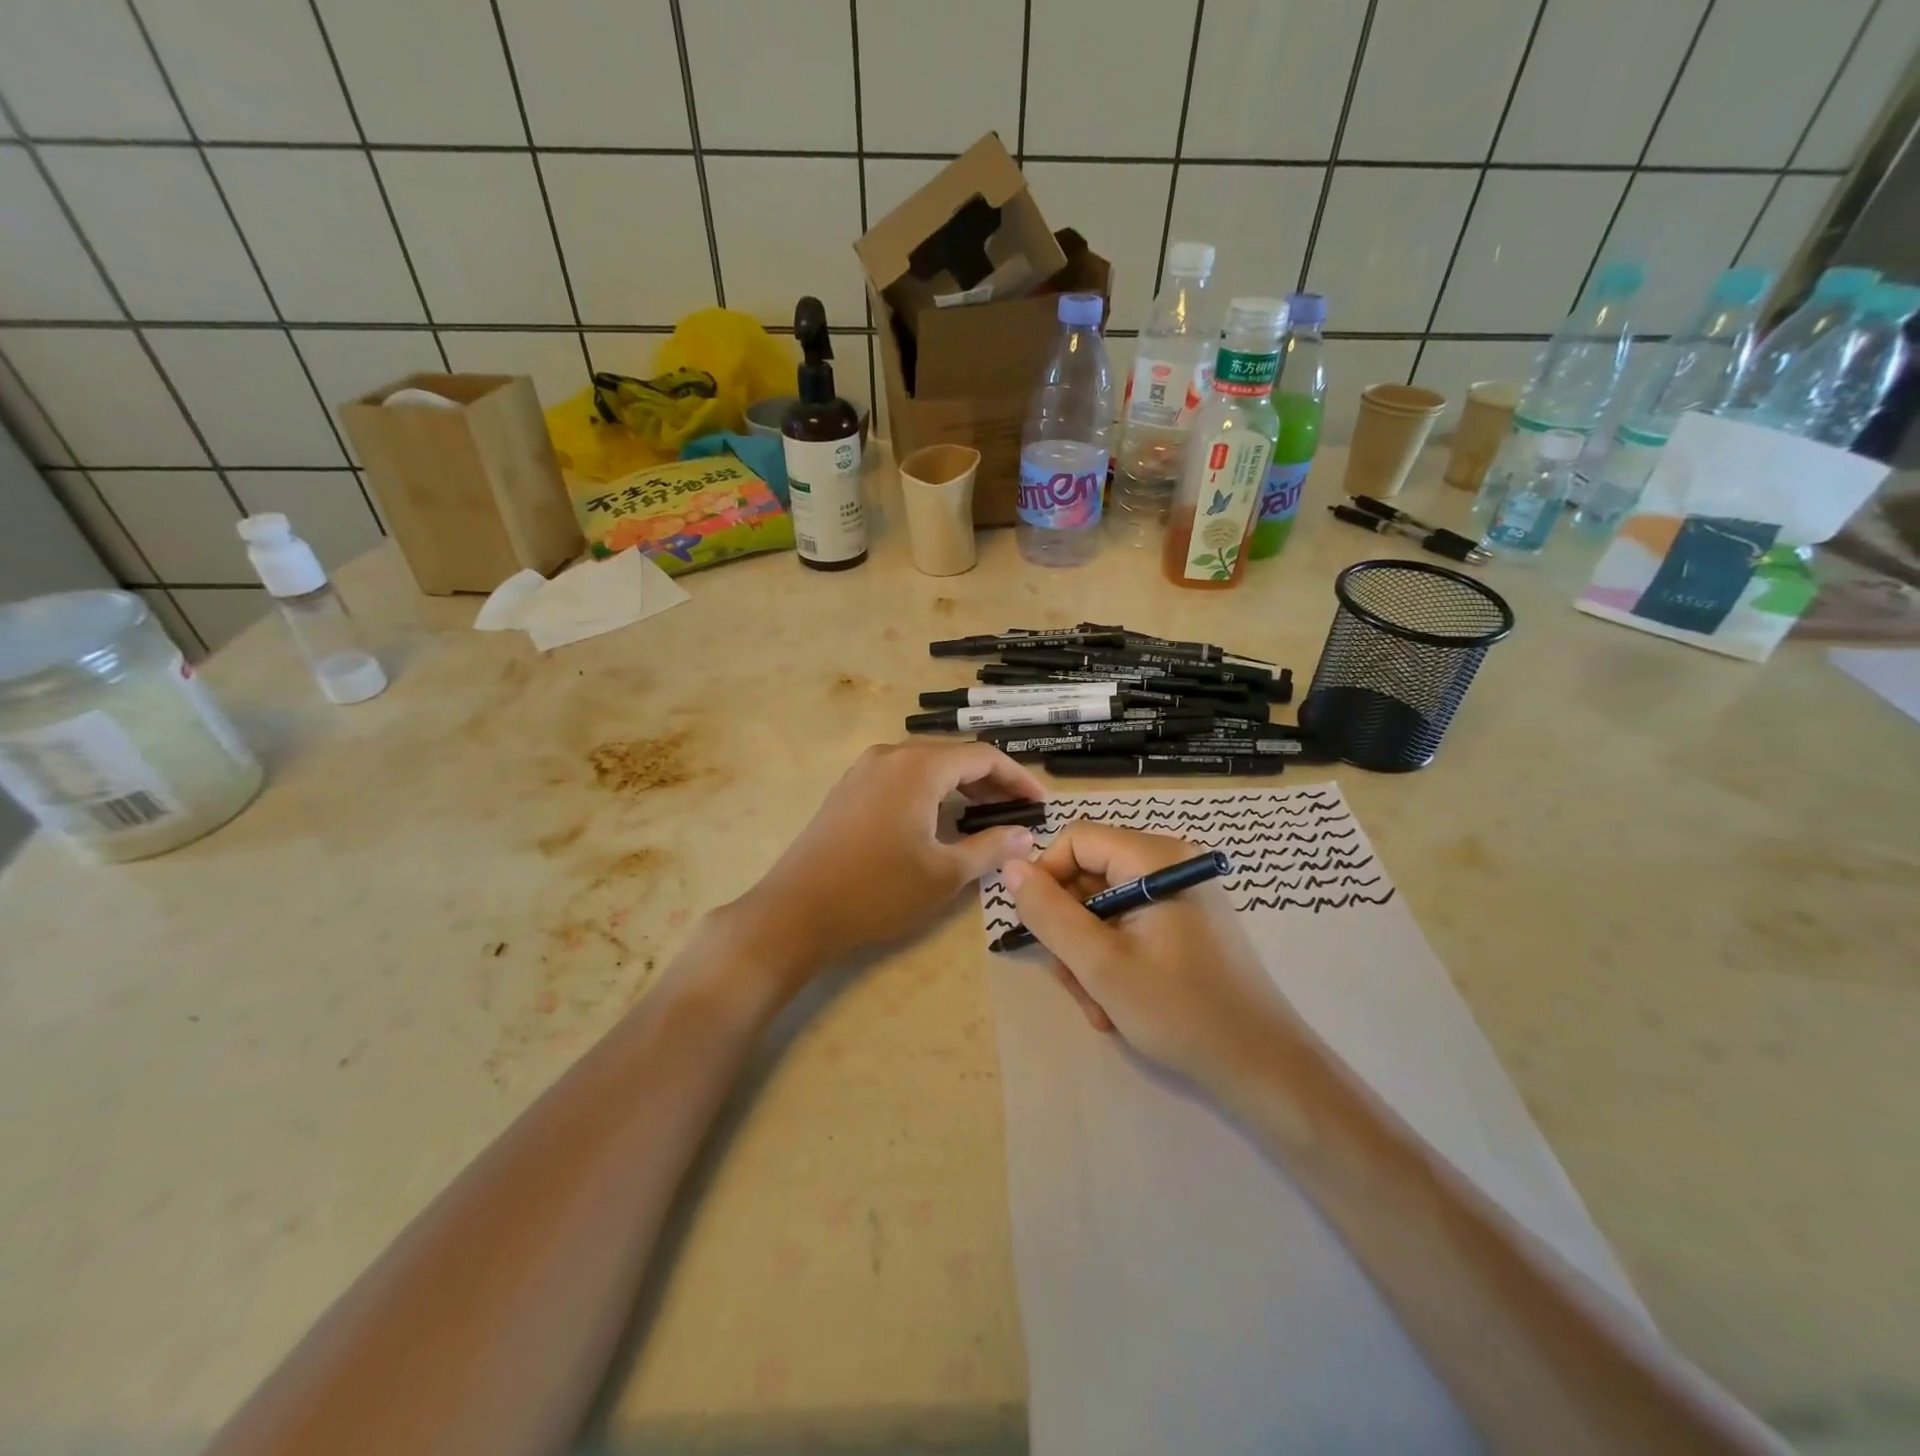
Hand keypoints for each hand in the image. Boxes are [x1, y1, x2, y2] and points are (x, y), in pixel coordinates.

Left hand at [739, 740, 1046, 969]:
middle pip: (954, 757)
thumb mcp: (944, 874)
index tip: (1041, 803)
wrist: (796, 910)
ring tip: (986, 816)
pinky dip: (930, 791)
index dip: (1017, 778)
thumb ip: (991, 848)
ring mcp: (864, 770)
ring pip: (926, 766)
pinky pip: (902, 777)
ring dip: (960, 786)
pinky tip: (939, 819)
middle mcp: (891, 756)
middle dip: (991, 782)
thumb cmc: (877, 891)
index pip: (983, 757)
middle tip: (1018, 812)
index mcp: (918, 767)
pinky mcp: (849, 788)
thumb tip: (1027, 834)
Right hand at [1000, 823, 1298, 1098]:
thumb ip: (1051, 914)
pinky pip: (1130, 925)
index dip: (1046, 878)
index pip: (1076, 840)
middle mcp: (1171, 863)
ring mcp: (1181, 894)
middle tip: (1073, 982)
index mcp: (1156, 858)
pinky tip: (1118, 1003)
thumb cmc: (1183, 1013)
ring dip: (1088, 955)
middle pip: (1089, 875)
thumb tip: (1011, 867)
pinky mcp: (1187, 923)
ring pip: (1104, 907)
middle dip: (1070, 930)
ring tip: (1099, 1005)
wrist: (1266, 1069)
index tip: (1038, 929)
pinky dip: (1114, 960)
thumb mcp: (1102, 966)